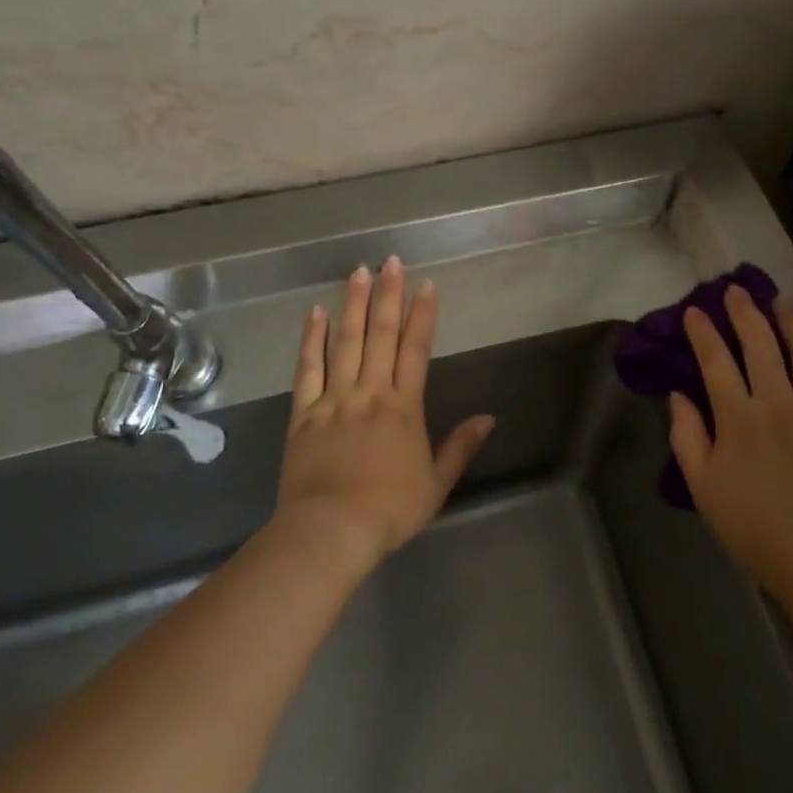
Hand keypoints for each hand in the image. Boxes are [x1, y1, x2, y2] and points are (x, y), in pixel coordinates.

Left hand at [275, 257, 494, 575]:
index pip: (415, 349)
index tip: (425, 284)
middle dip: (388, 295)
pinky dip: (311, 339)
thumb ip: (461, 447)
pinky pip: (307, 368)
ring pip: (345, 342)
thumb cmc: (389, 510)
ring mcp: (334, 399)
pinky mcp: (303, 413)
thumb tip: (488, 418)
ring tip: (358, 272)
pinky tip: (315, 313)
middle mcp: (370, 392)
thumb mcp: (436, 484)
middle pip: (380, 335)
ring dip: (353, 305)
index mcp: (403, 407)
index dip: (422, 315)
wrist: (331, 532)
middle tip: (391, 260)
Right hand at [668, 288, 792, 606]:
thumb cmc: (754, 528)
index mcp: (740, 418)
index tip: (694, 310)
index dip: (702, 330)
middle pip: (760, 341)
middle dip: (744, 310)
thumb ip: (686, 435)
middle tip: (735, 290)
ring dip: (790, 318)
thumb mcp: (702, 487)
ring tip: (781, 301)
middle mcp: (779, 402)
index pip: (716, 359)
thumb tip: (679, 395)